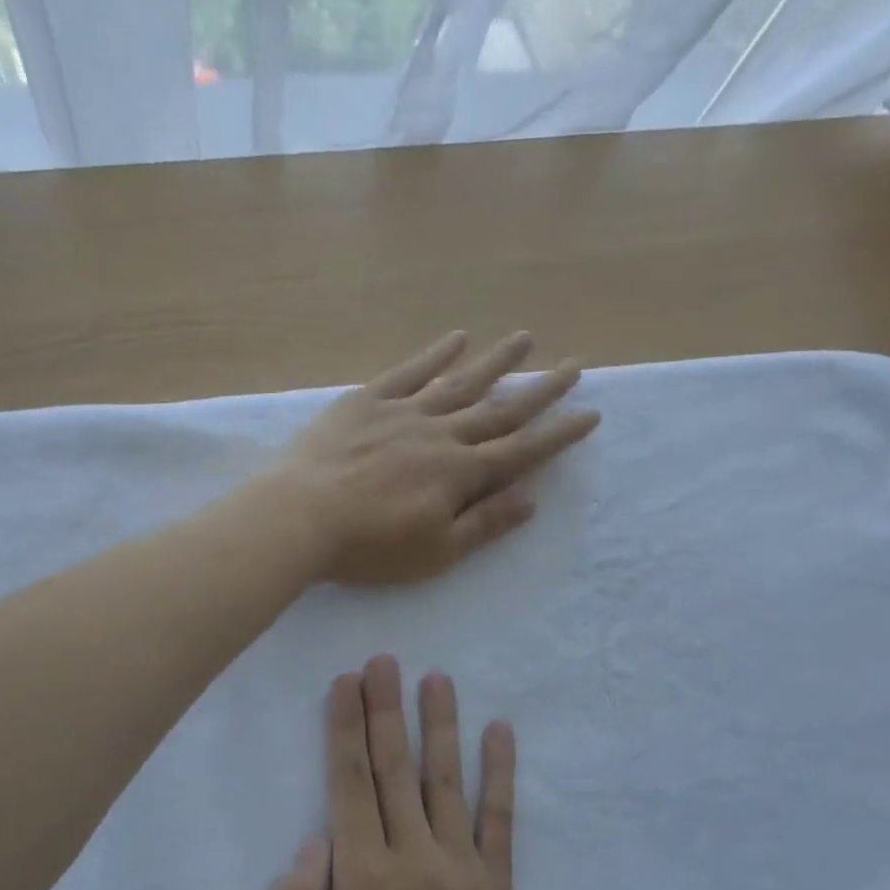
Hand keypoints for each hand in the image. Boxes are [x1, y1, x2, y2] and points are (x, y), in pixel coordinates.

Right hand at [270, 656, 515, 889]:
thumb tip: (313, 838)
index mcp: (363, 878)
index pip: (350, 785)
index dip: (345, 730)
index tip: (344, 684)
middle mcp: (414, 858)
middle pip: (395, 770)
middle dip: (385, 710)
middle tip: (383, 661)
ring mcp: (462, 867)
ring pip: (447, 782)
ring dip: (440, 725)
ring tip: (436, 677)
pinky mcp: (497, 881)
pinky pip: (499, 817)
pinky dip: (500, 771)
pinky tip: (500, 730)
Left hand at [278, 331, 599, 584]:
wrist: (299, 516)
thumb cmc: (369, 546)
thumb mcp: (435, 552)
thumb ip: (484, 523)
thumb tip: (531, 498)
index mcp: (460, 473)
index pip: (521, 451)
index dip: (558, 434)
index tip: (590, 413)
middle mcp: (441, 434)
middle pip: (500, 409)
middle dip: (540, 390)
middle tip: (573, 364)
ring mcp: (404, 412)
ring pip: (461, 381)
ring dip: (496, 360)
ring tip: (525, 337)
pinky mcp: (367, 401)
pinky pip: (410, 371)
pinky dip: (436, 354)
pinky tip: (457, 337)